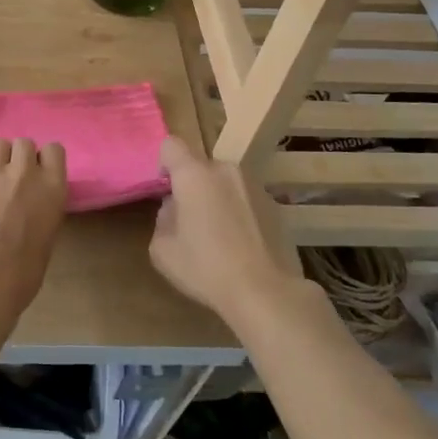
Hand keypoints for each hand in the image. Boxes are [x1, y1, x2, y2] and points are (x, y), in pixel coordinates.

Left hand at [0, 139, 67, 315]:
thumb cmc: (21, 274)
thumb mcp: (47, 236)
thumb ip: (42, 207)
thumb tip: (31, 202)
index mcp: (52, 188)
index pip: (54, 150)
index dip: (44, 160)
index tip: (37, 175)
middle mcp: (25, 171)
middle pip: (24, 144)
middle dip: (18, 158)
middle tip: (11, 181)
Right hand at [150, 137, 302, 324]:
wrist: (266, 293)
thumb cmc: (206, 268)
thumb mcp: (162, 249)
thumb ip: (163, 218)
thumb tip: (175, 208)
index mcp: (194, 174)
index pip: (171, 145)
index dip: (164, 163)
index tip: (165, 189)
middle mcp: (225, 170)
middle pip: (200, 166)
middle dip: (192, 186)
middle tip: (190, 220)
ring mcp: (254, 185)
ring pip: (225, 183)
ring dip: (217, 198)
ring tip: (220, 236)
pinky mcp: (275, 205)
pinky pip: (246, 199)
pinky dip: (240, 213)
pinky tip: (243, 245)